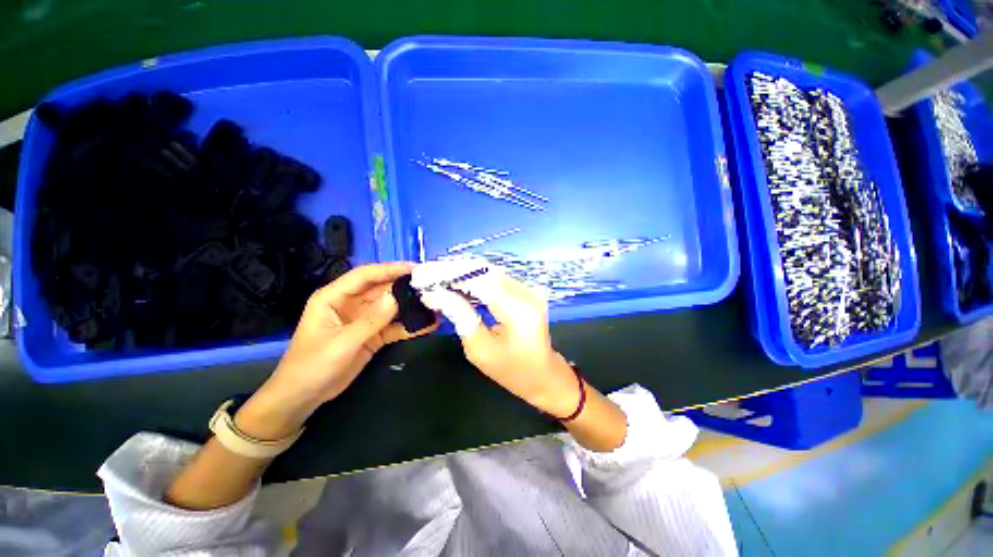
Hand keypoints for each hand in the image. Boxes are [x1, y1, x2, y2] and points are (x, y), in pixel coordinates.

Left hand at [238, 263, 436, 439]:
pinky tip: (428, 325)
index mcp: (335, 297)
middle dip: (405, 286)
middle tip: (431, 285)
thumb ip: (370, 320)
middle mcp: (352, 303)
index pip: (365, 275)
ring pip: (392, 306)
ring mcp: (364, 319)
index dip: (389, 269)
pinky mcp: (374, 334)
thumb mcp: (341, 343)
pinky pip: (395, 326)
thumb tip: (397, 297)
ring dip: (411, 306)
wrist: (303, 397)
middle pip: (382, 289)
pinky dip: (410, 326)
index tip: (415, 268)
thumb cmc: (312, 366)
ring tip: (434, 303)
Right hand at [412, 260, 580, 417]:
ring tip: (436, 276)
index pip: (480, 280)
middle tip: (426, 273)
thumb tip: (434, 293)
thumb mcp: (480, 350)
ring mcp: (529, 289)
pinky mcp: (527, 290)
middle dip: (453, 270)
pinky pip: (496, 278)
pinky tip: (457, 281)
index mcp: (519, 310)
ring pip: (490, 271)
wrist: (543, 375)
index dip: (450, 273)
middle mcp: (527, 293)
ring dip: (462, 272)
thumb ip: (460, 316)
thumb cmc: (511, 371)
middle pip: (485, 271)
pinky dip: (475, 278)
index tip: (424, 274)